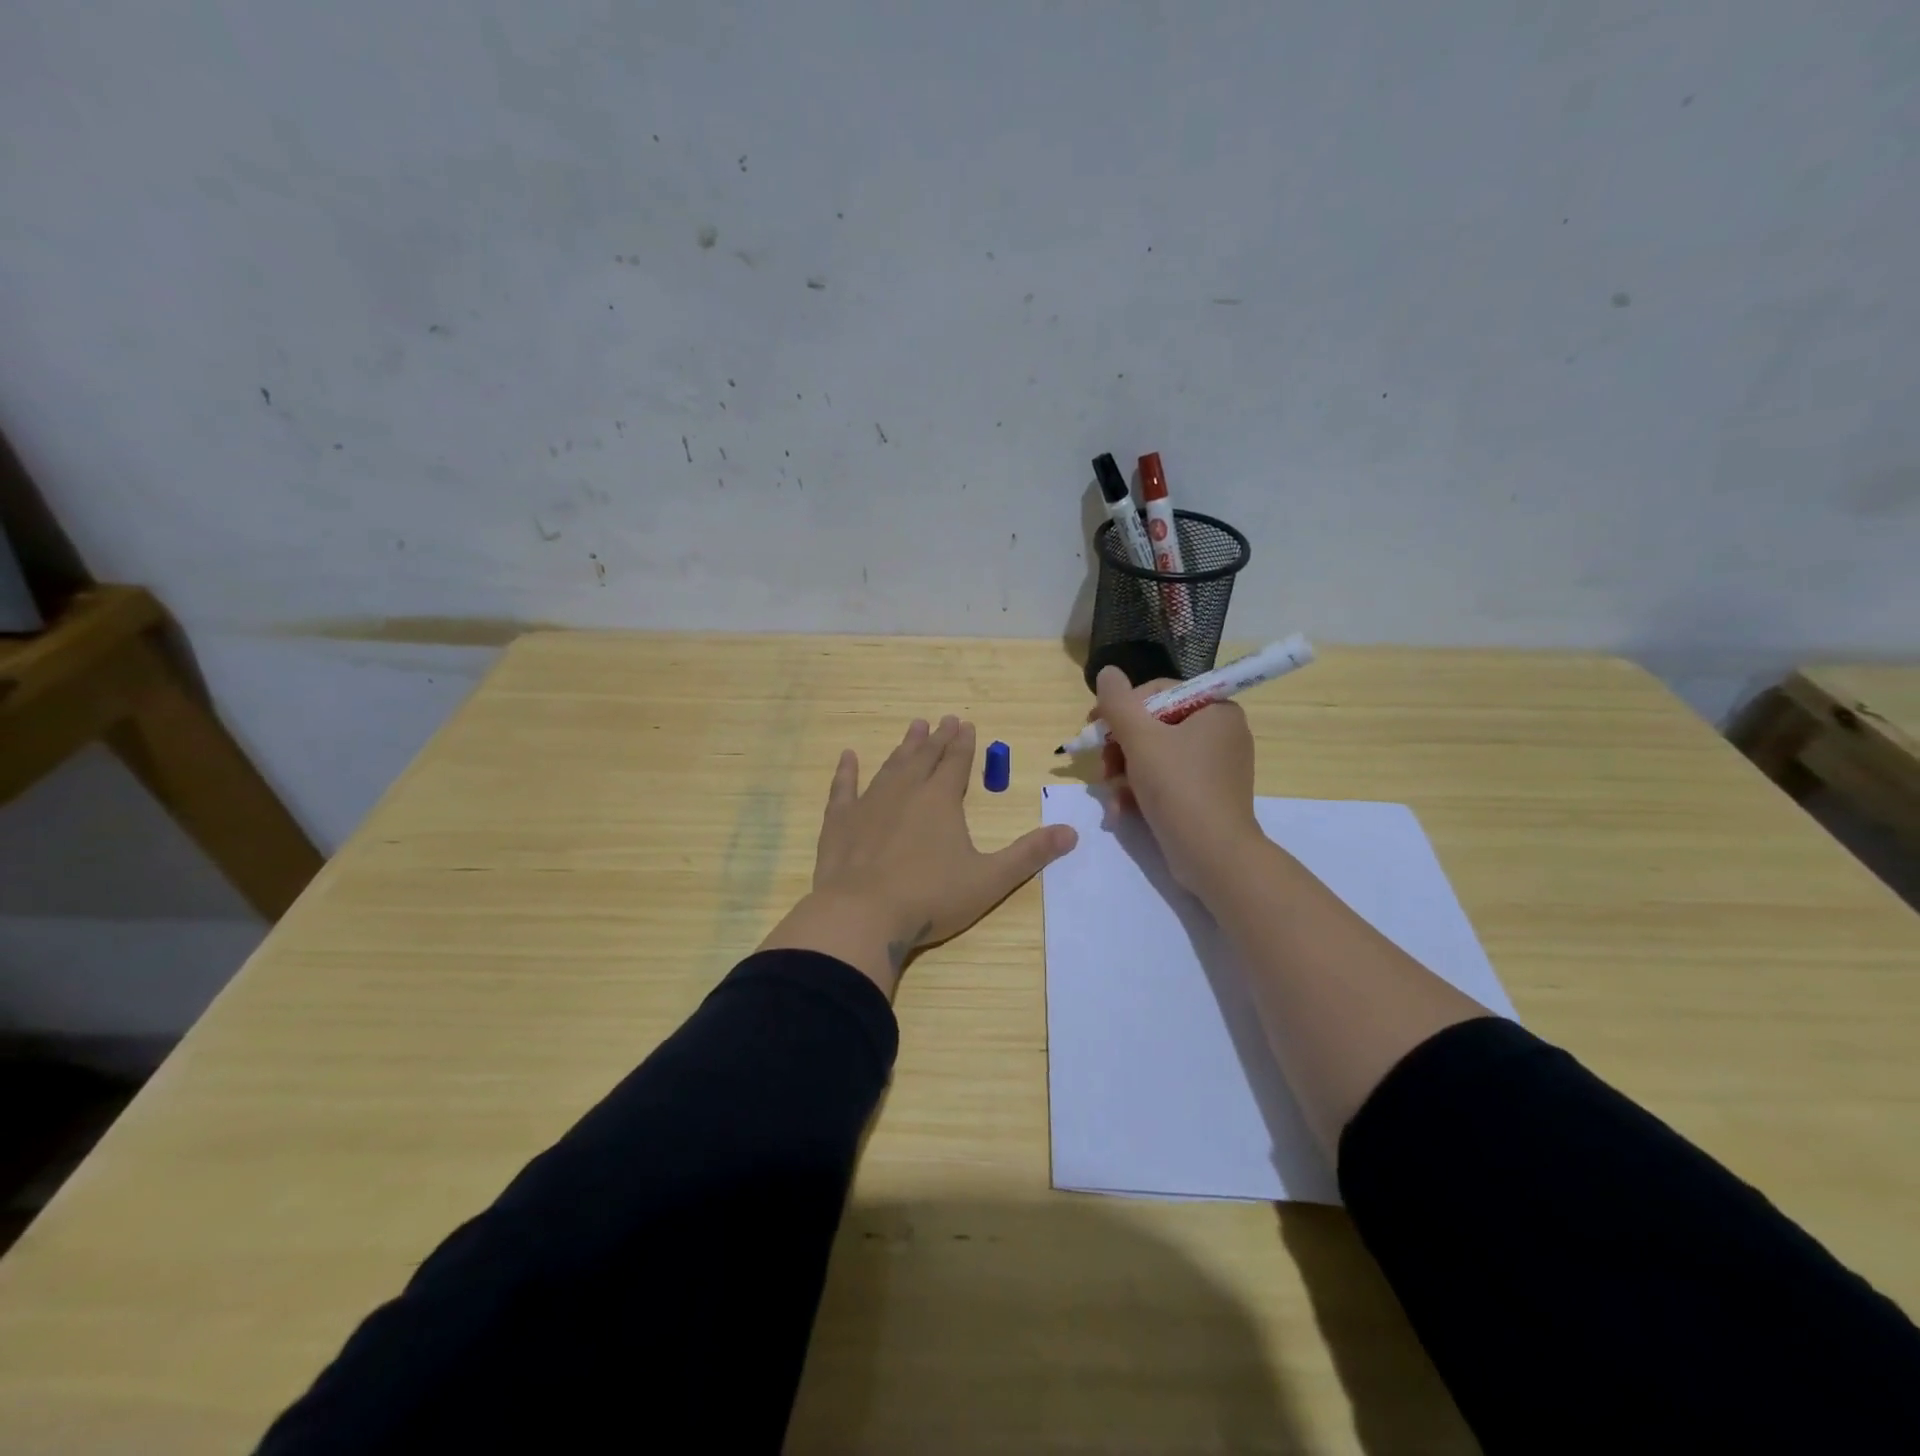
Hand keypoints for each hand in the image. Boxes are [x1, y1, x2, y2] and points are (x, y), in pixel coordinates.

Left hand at [758, 716, 1078, 996]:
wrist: (861, 915)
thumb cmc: (930, 898)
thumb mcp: (990, 879)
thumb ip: (1029, 854)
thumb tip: (1072, 832)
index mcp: (941, 801)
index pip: (957, 763)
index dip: (964, 744)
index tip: (966, 724)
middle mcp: (906, 792)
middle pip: (925, 758)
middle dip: (938, 738)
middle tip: (944, 719)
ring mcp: (869, 804)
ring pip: (891, 766)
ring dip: (904, 747)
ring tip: (914, 727)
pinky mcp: (839, 822)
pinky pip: (843, 788)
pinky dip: (846, 771)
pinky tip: (848, 756)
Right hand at [1094, 666, 1259, 894]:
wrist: (1213, 856)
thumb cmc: (1178, 787)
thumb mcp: (1140, 739)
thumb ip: (1118, 702)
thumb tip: (1107, 671)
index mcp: (1215, 710)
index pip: (1159, 693)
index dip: (1122, 708)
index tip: (1095, 728)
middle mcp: (1220, 733)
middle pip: (1154, 725)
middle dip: (1120, 747)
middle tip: (1101, 766)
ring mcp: (1215, 767)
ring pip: (1155, 755)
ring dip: (1124, 772)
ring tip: (1110, 793)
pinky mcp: (1206, 796)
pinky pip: (1166, 780)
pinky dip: (1141, 791)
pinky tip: (1121, 810)